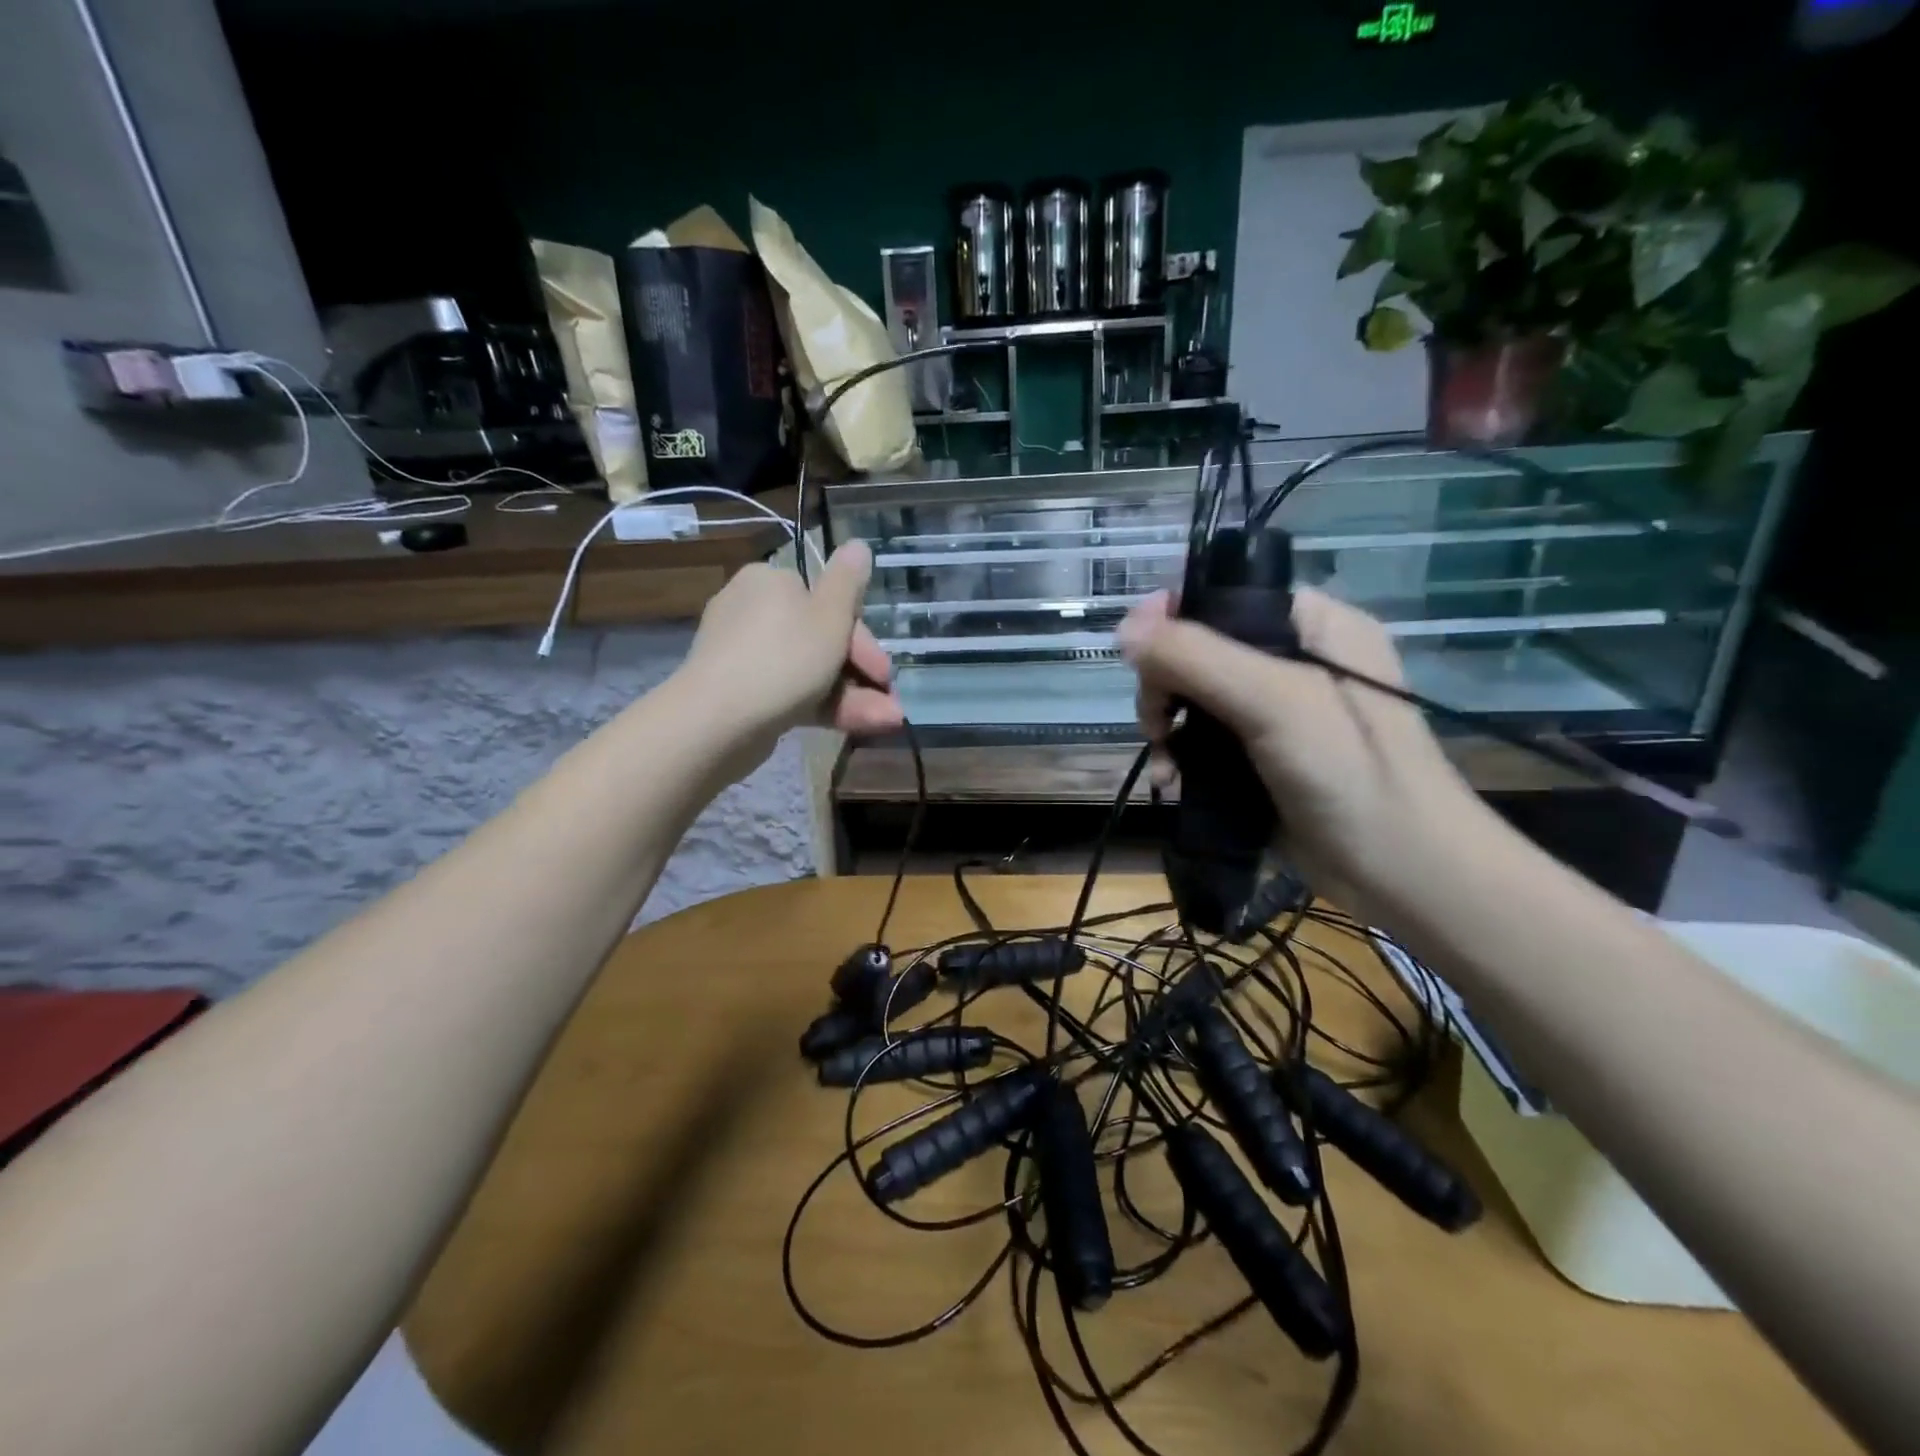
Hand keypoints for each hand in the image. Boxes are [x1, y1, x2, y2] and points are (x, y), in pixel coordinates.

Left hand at [679, 541, 904, 760]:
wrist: (718, 719)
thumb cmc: (784, 658)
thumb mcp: (829, 615)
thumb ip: (849, 581)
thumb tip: (858, 544)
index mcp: (772, 582)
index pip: (828, 604)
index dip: (864, 640)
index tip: (885, 672)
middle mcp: (753, 610)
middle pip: (821, 639)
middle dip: (861, 675)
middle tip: (889, 704)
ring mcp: (743, 654)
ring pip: (810, 671)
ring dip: (853, 696)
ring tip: (886, 722)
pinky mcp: (739, 691)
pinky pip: (789, 692)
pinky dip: (823, 706)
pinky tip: (855, 726)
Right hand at [1117, 588, 1488, 921]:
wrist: (1401, 874)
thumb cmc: (1350, 773)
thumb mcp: (1273, 700)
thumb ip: (1196, 657)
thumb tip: (1124, 628)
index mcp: (1314, 626)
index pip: (1228, 596)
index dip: (1177, 618)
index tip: (1143, 657)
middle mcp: (1296, 661)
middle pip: (1201, 650)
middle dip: (1166, 687)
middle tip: (1157, 724)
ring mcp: (1280, 714)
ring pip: (1196, 700)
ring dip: (1167, 729)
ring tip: (1165, 766)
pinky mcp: (1263, 759)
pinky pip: (1204, 742)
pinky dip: (1181, 759)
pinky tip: (1172, 784)